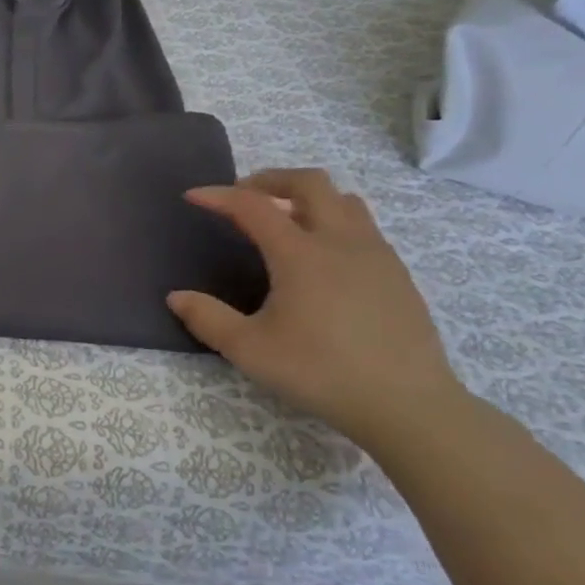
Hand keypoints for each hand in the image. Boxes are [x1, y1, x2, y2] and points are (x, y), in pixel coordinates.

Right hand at [169, 169, 467, 447]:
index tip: (193, 196)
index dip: (219, 195)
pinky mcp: (397, 275)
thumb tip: (176, 297)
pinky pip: (364, 227)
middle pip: (309, 183)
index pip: (253, 206)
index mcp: (301, 254)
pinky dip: (333, 222)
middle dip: (270, 180)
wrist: (407, 405)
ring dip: (308, 198)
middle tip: (243, 196)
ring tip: (284, 220)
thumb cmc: (321, 372)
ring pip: (343, 200)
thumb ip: (207, 318)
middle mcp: (341, 242)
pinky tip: (322, 258)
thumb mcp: (250, 350)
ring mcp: (376, 255)